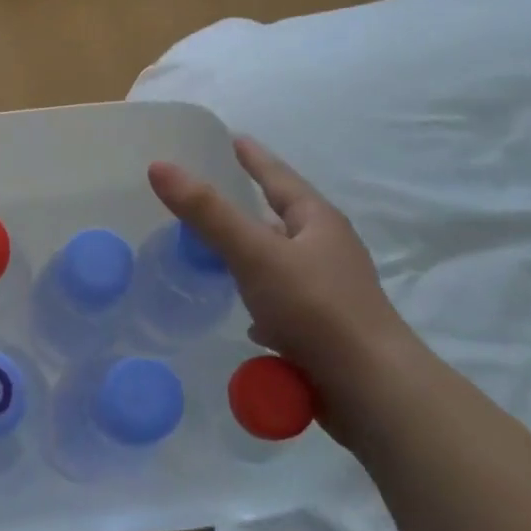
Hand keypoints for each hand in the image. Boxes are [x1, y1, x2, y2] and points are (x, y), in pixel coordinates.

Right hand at [149, 136, 419, 442]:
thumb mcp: (254, 253)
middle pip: (282, 219)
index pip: (279, 178)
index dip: (254, 158)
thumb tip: (159, 166)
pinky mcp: (323, 330)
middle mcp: (327, 251)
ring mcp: (328, 293)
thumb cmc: (315, 308)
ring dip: (251, 256)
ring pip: (280, 263)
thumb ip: (206, 212)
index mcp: (318, 222)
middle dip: (250, 207)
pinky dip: (259, 301)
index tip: (233, 138)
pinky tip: (243, 316)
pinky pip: (282, 304)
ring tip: (217, 252)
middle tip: (213, 195)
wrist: (371, 392)